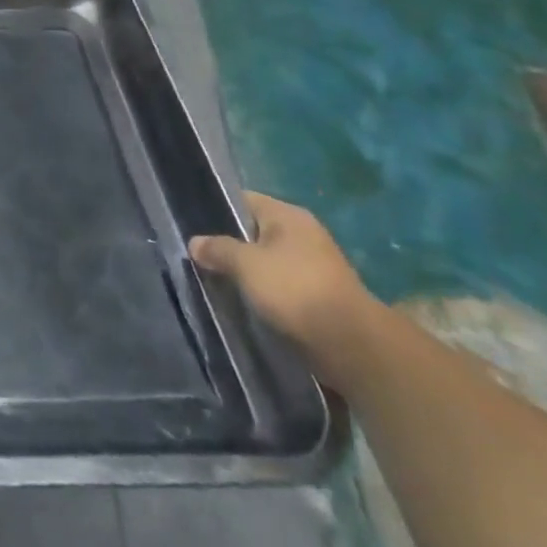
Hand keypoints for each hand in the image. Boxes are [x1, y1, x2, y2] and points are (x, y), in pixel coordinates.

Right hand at [190, 192, 382, 387]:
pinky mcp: (320, 296)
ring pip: (268, 261)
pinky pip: (282, 286)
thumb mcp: (246, 264)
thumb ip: (217, 249)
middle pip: (254, 232)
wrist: (352, 346)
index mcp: (288, 215)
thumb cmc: (295, 290)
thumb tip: (195, 243)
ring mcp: (315, 266)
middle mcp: (303, 233)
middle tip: (202, 258)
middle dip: (231, 245)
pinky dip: (265, 293)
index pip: (243, 200)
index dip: (217, 211)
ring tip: (219, 282)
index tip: (194, 227)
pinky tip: (246, 302)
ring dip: (248, 272)